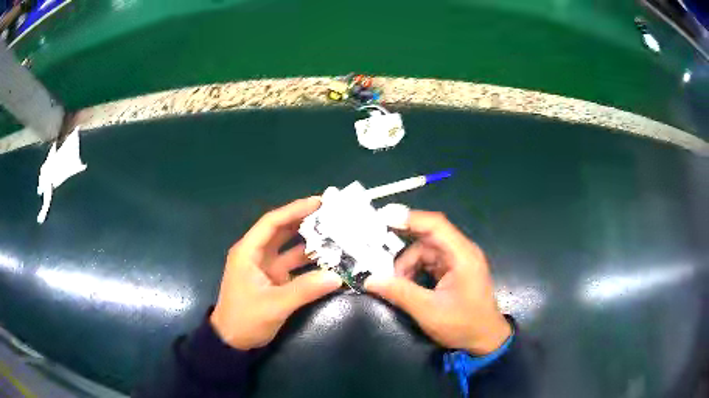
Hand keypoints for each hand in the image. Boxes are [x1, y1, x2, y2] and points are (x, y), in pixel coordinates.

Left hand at [210, 197, 341, 349]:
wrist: (233, 341)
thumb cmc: (245, 319)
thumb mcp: (274, 305)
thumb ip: (304, 290)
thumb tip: (336, 276)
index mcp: (248, 252)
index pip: (272, 223)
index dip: (294, 210)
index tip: (319, 202)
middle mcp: (257, 255)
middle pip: (281, 231)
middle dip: (304, 221)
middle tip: (331, 214)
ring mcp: (266, 268)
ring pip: (289, 248)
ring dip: (309, 241)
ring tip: (335, 233)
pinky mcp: (274, 280)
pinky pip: (294, 265)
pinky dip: (309, 261)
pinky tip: (328, 260)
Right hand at [365, 211, 510, 354]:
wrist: (485, 340)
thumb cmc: (463, 325)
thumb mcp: (428, 311)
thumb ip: (400, 293)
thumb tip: (370, 280)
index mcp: (462, 255)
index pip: (436, 225)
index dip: (410, 219)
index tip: (383, 218)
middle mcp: (462, 252)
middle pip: (428, 238)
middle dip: (404, 249)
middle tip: (378, 255)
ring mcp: (458, 261)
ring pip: (426, 251)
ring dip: (408, 265)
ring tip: (396, 283)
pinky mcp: (454, 271)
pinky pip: (430, 262)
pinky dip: (415, 270)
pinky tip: (406, 284)